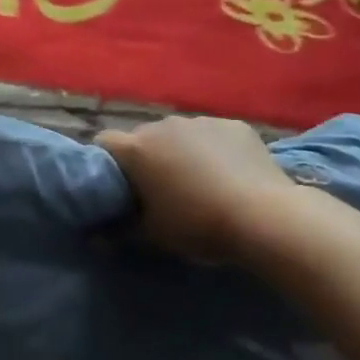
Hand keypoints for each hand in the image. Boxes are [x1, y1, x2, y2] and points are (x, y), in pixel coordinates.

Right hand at [97, 116, 305, 261]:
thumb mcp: (154, 236)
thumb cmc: (199, 226)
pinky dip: (215, 150)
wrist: (265, 217)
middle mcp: (162, 125)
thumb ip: (120, 232)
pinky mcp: (233, 125)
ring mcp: (200, 121)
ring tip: (202, 183)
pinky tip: (231, 174)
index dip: (109, 162)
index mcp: (137, 148)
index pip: (105, 143)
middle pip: (144, 137)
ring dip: (182, 152)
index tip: (121, 186)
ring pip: (180, 135)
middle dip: (149, 158)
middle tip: (162, 189)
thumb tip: (94, 238)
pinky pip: (213, 135)